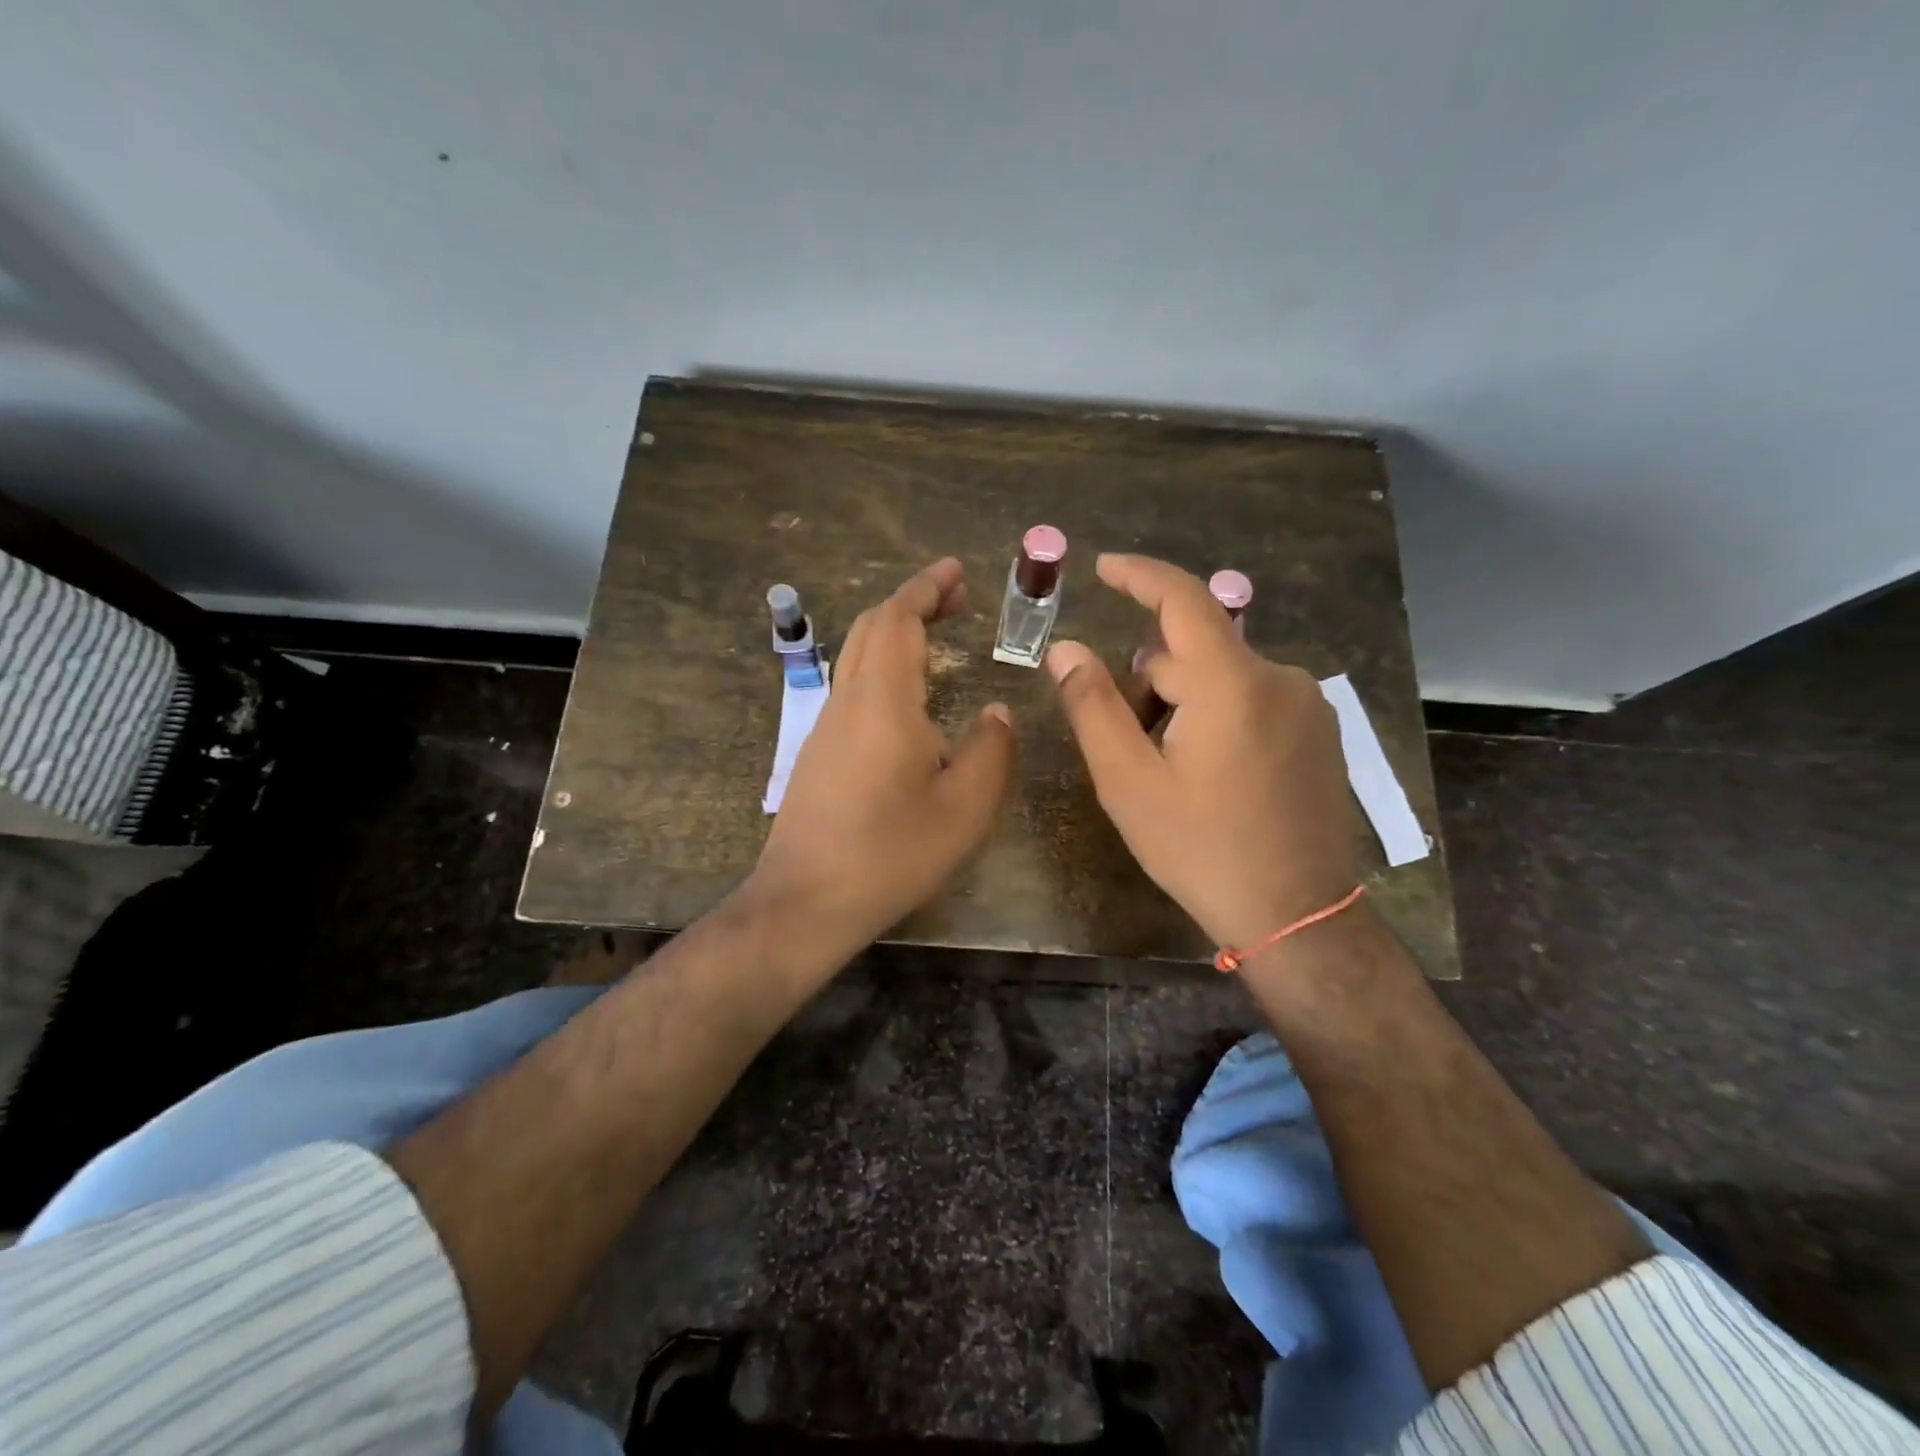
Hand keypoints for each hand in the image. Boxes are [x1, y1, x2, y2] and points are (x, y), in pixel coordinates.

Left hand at [750, 558, 1016, 959]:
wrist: (805, 901)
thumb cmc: (890, 853)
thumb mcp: (964, 808)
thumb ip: (990, 751)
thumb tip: (995, 714)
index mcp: (883, 701)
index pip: (898, 619)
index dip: (926, 587)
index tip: (956, 571)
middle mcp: (847, 701)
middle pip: (871, 628)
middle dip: (913, 602)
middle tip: (956, 600)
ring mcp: (826, 727)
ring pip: (857, 656)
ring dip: (896, 634)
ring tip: (938, 638)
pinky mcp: (818, 753)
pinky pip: (853, 687)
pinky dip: (884, 666)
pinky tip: (909, 700)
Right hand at [1045, 554, 1358, 954]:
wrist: (1298, 916)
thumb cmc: (1201, 848)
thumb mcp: (1128, 781)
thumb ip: (1092, 706)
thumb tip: (1065, 648)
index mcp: (1231, 682)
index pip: (1181, 599)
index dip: (1138, 575)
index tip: (1102, 567)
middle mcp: (1278, 677)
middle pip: (1192, 653)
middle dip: (1148, 684)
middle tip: (1126, 749)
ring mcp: (1308, 705)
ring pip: (1221, 678)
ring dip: (1182, 704)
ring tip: (1169, 772)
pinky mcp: (1321, 732)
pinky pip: (1253, 699)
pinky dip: (1218, 715)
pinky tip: (1211, 775)